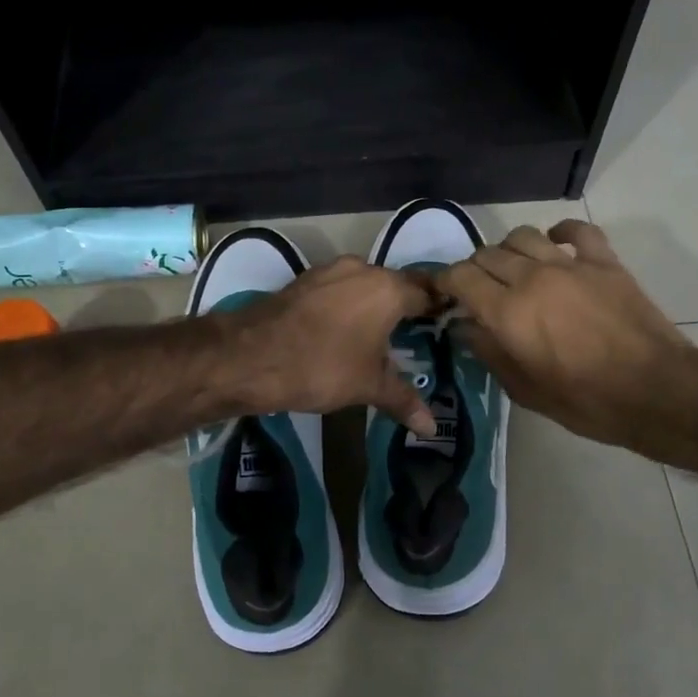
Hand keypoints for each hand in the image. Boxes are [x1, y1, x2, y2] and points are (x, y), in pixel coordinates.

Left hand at [228, 256, 439, 434]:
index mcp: (387, 288)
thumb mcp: (368, 386)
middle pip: (395, 285)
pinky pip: (337, 291)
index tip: (447, 326)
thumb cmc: (322, 366)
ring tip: (380, 337)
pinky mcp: (303, 281)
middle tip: (416, 337)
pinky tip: (344, 332)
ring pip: (364, 285)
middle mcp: (362, 269)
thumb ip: (403, 399)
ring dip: (373, 305)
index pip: (427, 292)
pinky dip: (346, 306)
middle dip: (405, 308)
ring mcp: (329, 272)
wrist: (250, 356)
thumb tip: (432, 427)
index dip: (439, 309)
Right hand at [437, 221, 697, 460]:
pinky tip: (555, 244)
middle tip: (480, 290)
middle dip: (475, 269)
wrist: (655, 391)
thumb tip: (464, 327)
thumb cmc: (585, 401)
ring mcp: (570, 265)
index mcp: (507, 312)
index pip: (460, 277)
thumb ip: (488, 353)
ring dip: (509, 250)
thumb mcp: (524, 389)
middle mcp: (532, 278)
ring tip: (514, 269)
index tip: (444, 294)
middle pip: (487, 254)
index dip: (445, 282)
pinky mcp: (604, 262)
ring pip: (523, 236)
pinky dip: (561, 232)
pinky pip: (577, 231)